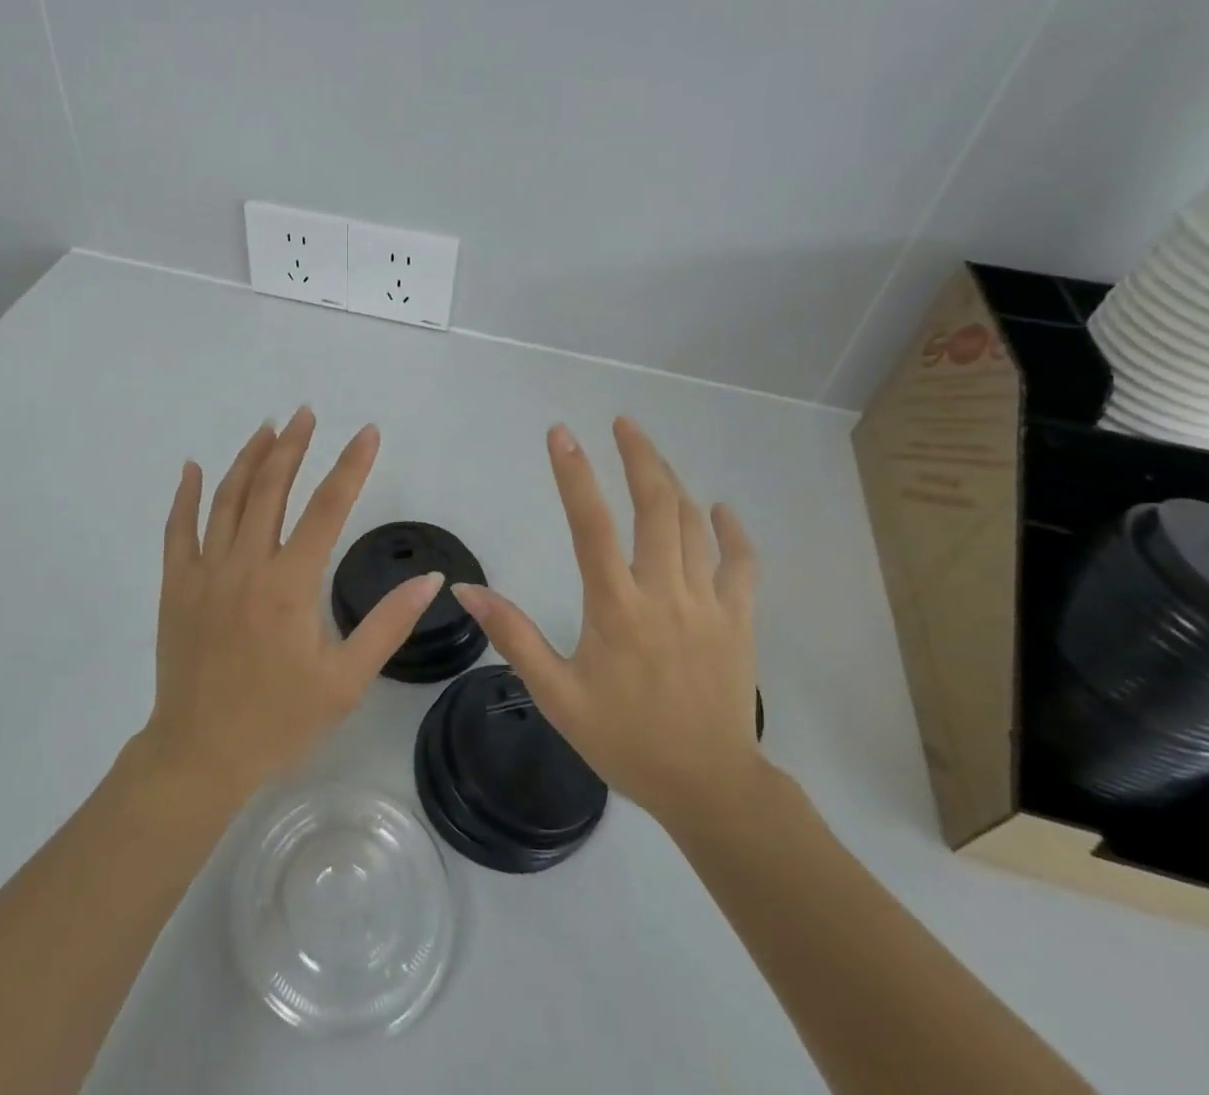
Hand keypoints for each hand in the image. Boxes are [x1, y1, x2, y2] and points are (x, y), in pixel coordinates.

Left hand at [137, 406, 444, 806]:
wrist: (201, 754)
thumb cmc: (280, 720)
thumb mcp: (346, 680)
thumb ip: (388, 624)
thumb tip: (430, 579)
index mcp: (290, 584)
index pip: (327, 508)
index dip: (351, 466)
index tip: (367, 432)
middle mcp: (246, 565)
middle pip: (271, 489)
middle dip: (292, 446)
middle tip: (306, 413)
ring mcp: (205, 572)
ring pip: (226, 499)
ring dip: (248, 458)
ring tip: (268, 428)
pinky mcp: (176, 585)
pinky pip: (178, 529)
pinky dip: (186, 495)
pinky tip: (193, 467)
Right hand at [451, 418, 765, 838]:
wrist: (708, 786)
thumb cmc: (625, 739)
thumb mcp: (556, 695)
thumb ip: (513, 635)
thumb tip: (466, 588)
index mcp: (616, 607)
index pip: (591, 525)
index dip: (574, 473)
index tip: (561, 433)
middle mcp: (664, 592)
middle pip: (656, 506)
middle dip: (639, 456)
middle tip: (621, 422)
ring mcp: (709, 603)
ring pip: (694, 525)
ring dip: (673, 482)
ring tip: (652, 454)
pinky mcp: (740, 620)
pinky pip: (742, 563)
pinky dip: (732, 531)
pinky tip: (719, 509)